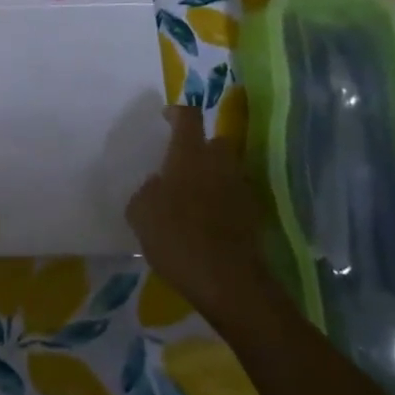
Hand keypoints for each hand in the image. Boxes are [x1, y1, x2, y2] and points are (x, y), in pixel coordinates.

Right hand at [126, 106, 281, 327]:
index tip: (166, 117)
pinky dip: (223, 200)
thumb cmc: (177, 238)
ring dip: (212, 174)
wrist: (228, 281)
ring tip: (193, 195)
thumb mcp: (141, 213)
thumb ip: (146, 191)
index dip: (177, 113)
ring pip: (226, 169)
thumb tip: (157, 185)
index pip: (189, 117)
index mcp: (189, 154)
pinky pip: (234, 195)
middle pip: (214, 141)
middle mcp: (219, 162)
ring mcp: (241, 188)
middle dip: (200, 146)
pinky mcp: (254, 214)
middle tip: (180, 162)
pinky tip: (208, 220)